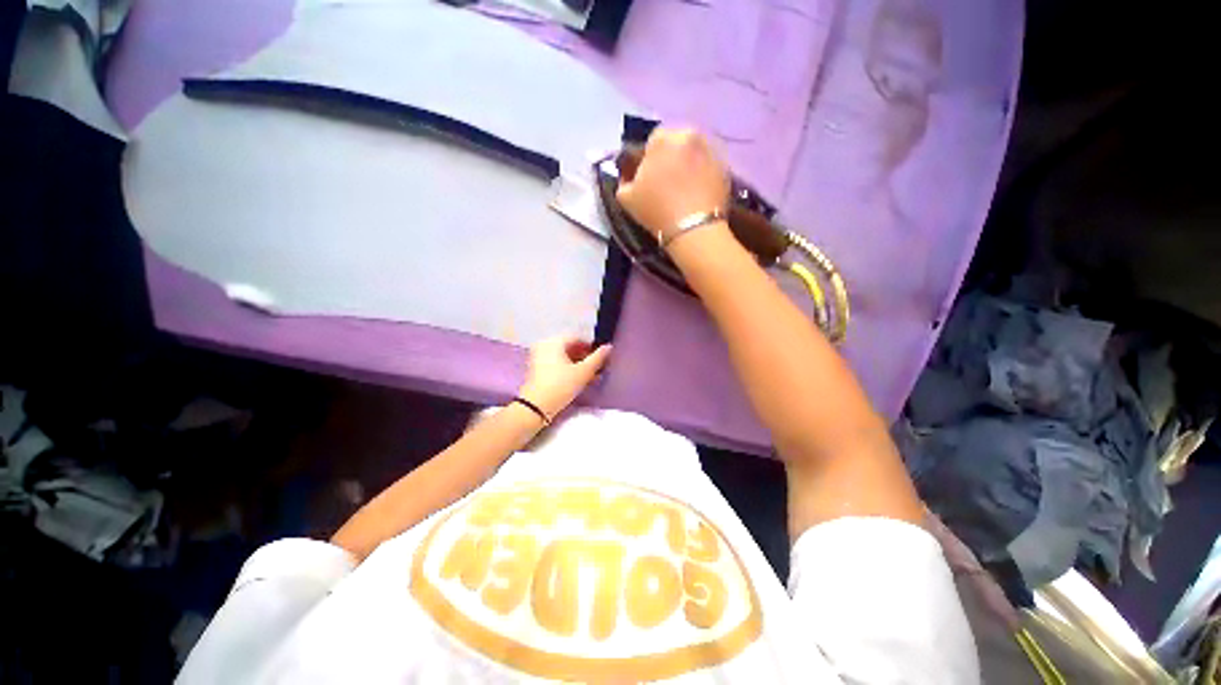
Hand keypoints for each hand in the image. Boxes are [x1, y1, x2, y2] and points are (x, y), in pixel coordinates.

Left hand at [518, 337, 611, 418]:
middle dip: (585, 357)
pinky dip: (567, 369)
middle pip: (570, 347)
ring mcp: (538, 356)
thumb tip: (609, 347)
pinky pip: (555, 363)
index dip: (591, 347)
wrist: (535, 407)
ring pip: (563, 356)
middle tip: (597, 369)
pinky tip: (578, 380)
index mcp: (554, 341)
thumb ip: (597, 358)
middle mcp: (544, 344)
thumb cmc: (561, 385)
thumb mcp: (583, 372)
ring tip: (590, 377)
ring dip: (578, 364)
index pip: (578, 338)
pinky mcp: (536, 369)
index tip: (601, 359)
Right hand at [616, 128, 729, 243]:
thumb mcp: (626, 198)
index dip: (650, 160)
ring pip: (695, 152)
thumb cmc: (656, 211)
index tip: (650, 179)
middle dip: (671, 158)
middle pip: (677, 143)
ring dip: (689, 164)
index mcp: (663, 138)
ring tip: (684, 188)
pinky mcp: (726, 166)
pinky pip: (709, 165)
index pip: (653, 141)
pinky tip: (698, 192)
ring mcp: (711, 149)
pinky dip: (704, 174)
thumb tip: (628, 177)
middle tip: (668, 182)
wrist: (692, 229)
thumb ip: (624, 181)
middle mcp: (689, 135)